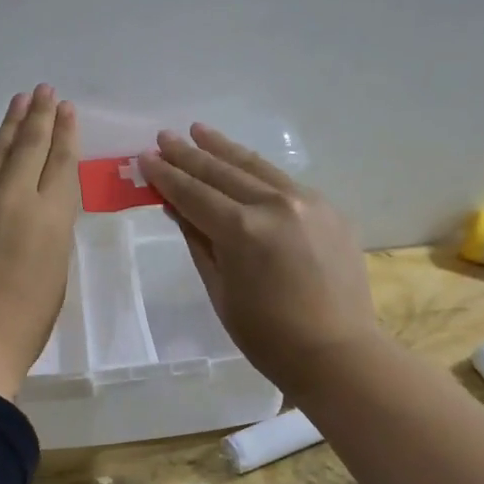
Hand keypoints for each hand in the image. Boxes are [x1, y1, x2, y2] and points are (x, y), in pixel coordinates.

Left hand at [0, 86, 79, 399]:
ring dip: (6, 125)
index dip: (65, 133)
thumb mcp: (56, 271)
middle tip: (42, 90)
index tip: (65, 109)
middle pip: (27, 147)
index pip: (60, 163)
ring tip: (17, 101)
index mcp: (50, 217)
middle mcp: (13, 199)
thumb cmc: (25, 322)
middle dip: (38, 116)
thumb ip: (50, 230)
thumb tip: (39, 207)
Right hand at [140, 124, 379, 393]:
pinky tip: (244, 164)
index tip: (145, 158)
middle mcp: (275, 204)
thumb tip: (178, 208)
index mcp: (242, 230)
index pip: (194, 194)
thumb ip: (199, 242)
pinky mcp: (329, 209)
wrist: (338, 352)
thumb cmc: (267, 335)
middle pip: (222, 172)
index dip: (166, 176)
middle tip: (165, 137)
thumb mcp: (220, 290)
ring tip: (199, 131)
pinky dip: (258, 171)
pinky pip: (284, 182)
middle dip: (189, 155)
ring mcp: (307, 202)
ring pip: (256, 167)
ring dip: (224, 148)